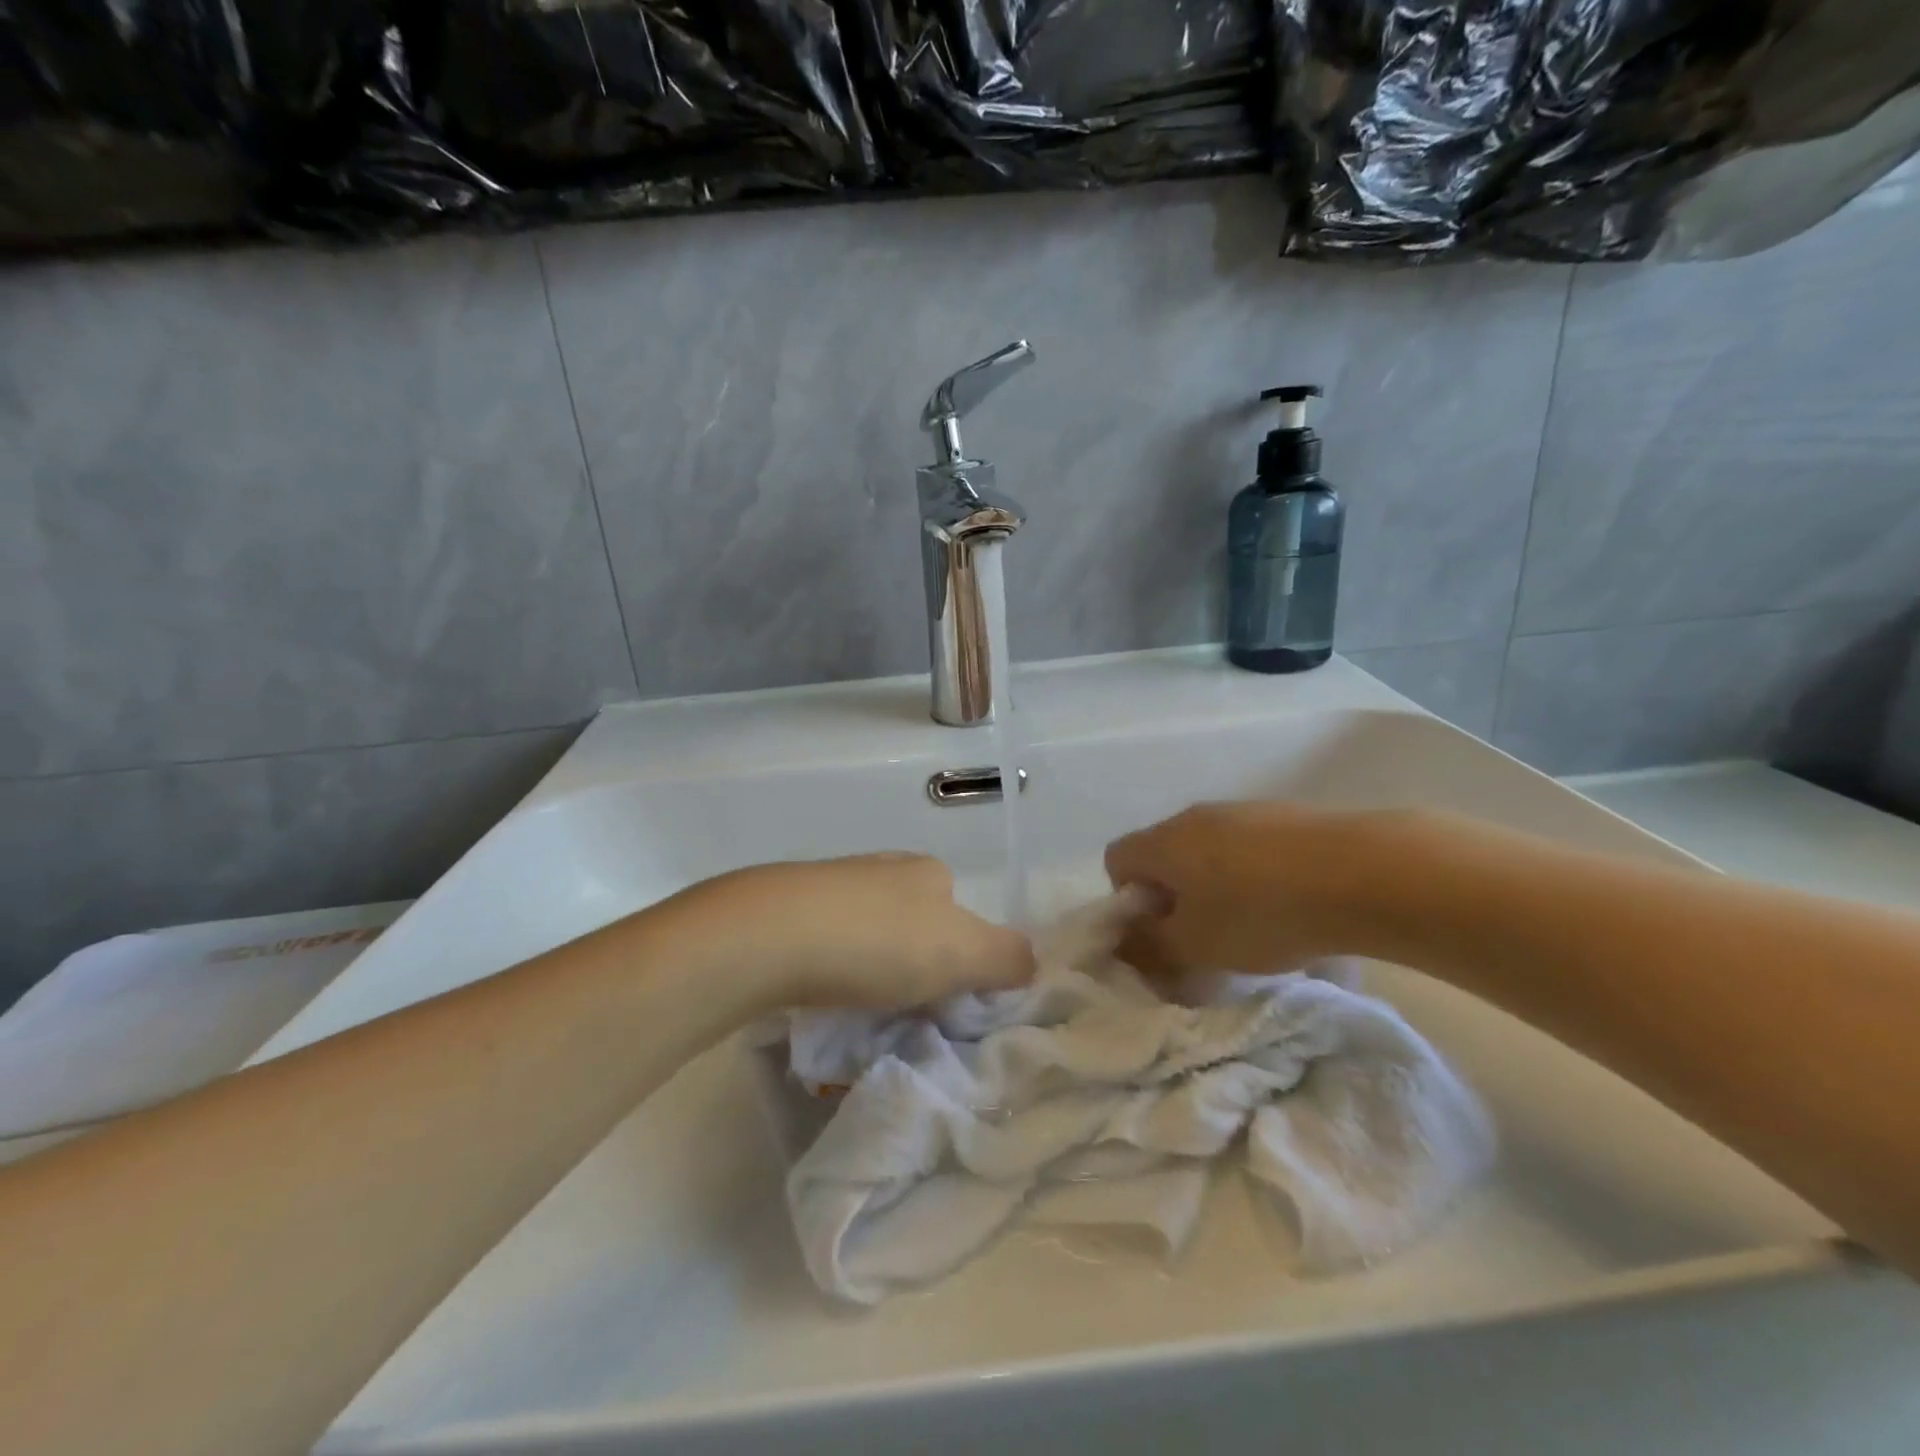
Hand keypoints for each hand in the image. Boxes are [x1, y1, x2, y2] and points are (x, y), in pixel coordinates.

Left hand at [678, 853, 1036, 1010]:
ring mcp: (829, 886)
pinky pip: (824, 946)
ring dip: (870, 973)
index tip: (948, 1001)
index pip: (960, 911)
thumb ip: (1007, 957)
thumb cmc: (879, 941)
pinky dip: (831, 974)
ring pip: (866, 935)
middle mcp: (880, 868)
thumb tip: (1031, 962)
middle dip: (913, 967)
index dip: (962, 958)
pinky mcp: (785, 910)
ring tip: (861, 1015)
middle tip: (904, 1013)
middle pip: (912, 923)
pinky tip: (822, 999)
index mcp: (926, 871)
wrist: (770, 936)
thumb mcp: (962, 953)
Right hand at [1104, 802, 1383, 975]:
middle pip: (1165, 856)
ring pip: (1211, 853)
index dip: (1128, 902)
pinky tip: (1293, 908)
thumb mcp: (1196, 947)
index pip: (1116, 859)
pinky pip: (1253, 850)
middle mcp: (1196, 816)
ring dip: (1218, 890)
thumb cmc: (1260, 913)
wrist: (1364, 872)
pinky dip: (1257, 878)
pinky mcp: (1288, 816)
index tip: (1161, 934)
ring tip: (1255, 928)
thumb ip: (1151, 948)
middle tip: (1205, 939)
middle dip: (1176, 900)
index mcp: (1164, 840)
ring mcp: (1245, 811)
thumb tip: (1127, 943)